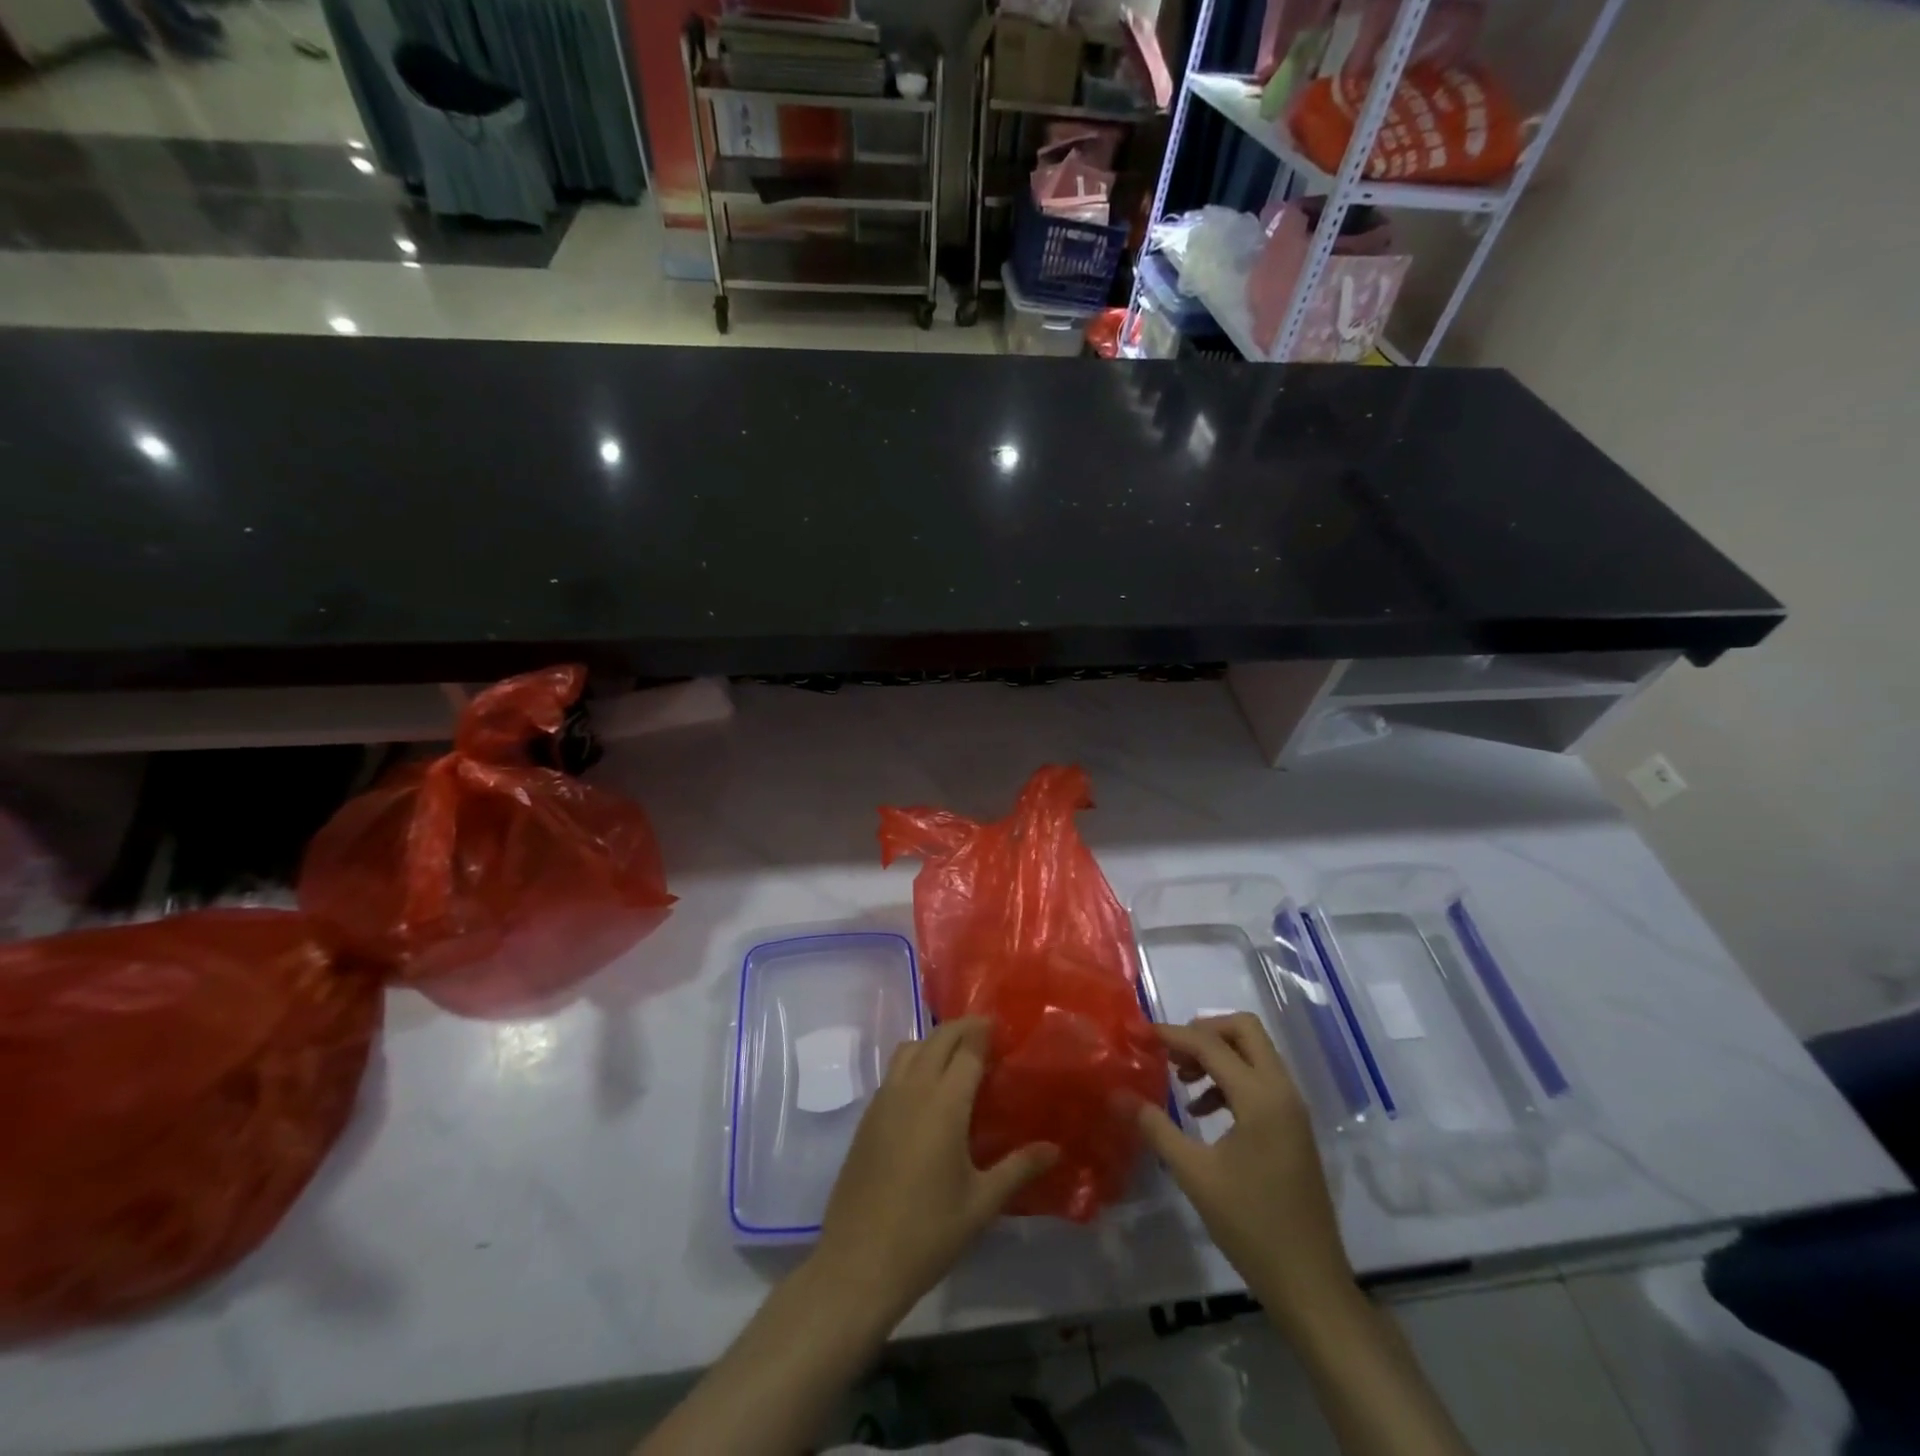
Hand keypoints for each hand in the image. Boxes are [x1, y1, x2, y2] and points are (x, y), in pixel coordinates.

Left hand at [813, 1017, 1057, 1327]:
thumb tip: (1055, 1148)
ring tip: (958, 1057)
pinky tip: (928, 1089)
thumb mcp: (981, 1204)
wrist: (858, 1262)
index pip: (968, 1048)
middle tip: (989, 1034)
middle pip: (939, 1038)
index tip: (1006, 1027)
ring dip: (935, 1041)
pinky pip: (894, 1071)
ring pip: (911, 1047)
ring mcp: (885, 1099)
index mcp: (944, 1103)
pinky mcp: (868, 1116)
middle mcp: (913, 1089)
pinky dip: (915, 1061)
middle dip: (964, 1028)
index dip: (986, 1032)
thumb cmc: (927, 1233)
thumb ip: (1019, 1168)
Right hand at [1134, 1015, 1354, 1332]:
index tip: (1141, 1035)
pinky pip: (1260, 1079)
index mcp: (1260, 1097)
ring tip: (1180, 1081)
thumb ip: (1156, 1127)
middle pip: (1244, 1030)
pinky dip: (1230, 1078)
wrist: (1309, 1283)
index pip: (1211, 1044)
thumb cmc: (1250, 1225)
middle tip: (1171, 1052)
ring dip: (1217, 1055)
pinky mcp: (1293, 1126)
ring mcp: (1292, 1109)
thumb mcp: (1194, 1174)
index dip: (1174, 1035)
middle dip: (1204, 1032)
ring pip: (1254, 1053)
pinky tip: (1202, 1111)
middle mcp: (1282, 1091)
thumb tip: (1118, 1094)